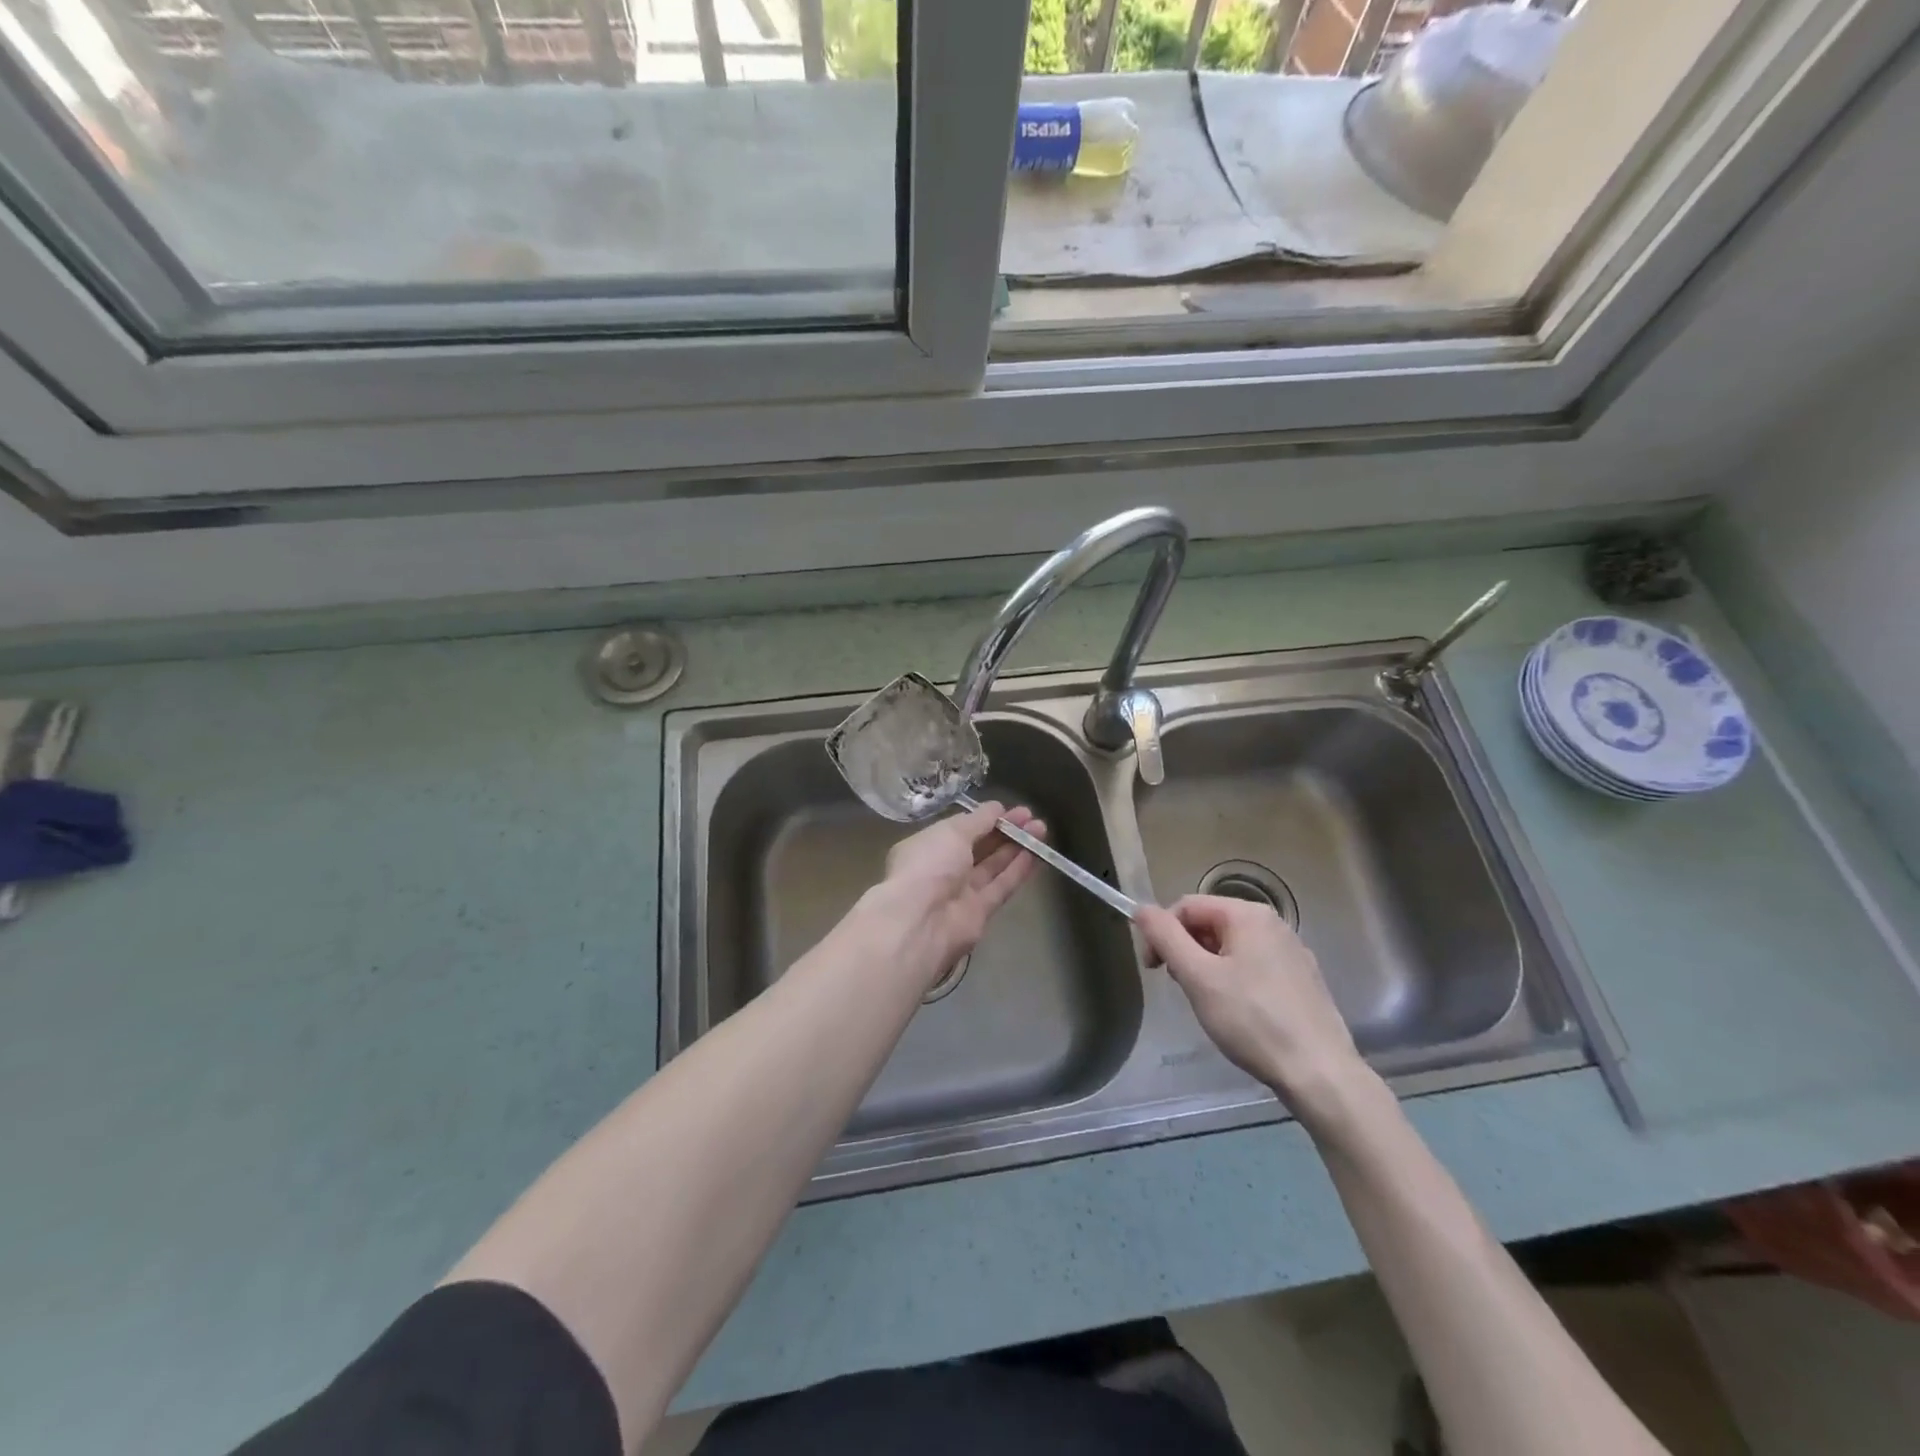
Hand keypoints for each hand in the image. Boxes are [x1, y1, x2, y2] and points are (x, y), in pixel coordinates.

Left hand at [864, 800, 1044, 989]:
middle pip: (979, 847)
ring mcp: (962, 892)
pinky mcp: (980, 913)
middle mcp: (943, 869)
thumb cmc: (929, 864)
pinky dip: (1019, 869)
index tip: (1009, 809)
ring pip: (994, 866)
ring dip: (1017, 847)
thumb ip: (978, 820)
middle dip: (1005, 831)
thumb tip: (997, 808)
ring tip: (1041, 828)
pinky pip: (1002, 886)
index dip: (985, 819)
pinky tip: (1038, 853)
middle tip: (1032, 817)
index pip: (960, 829)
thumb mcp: (952, 831)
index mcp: (928, 846)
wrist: (921, 921)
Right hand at [1138, 895, 1370, 1123]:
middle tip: (1181, 987)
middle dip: (1186, 950)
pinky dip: (1234, 980)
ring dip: (1208, 966)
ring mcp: (1292, 951)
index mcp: (1248, 915)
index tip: (1153, 969)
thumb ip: (1165, 937)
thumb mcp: (1198, 977)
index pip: (1186, 906)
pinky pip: (1255, 965)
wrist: (1320, 1073)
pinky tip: (1239, 1013)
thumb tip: (1141, 909)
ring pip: (1232, 946)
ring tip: (1209, 1003)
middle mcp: (1273, 923)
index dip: (1161, 932)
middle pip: (1210, 923)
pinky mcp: (1302, 979)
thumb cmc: (1252, 1021)